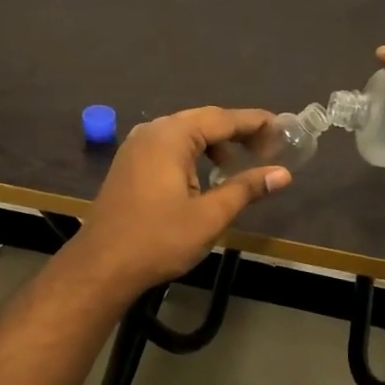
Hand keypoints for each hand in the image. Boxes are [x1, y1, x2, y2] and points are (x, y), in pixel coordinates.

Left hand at [63, 107, 291, 298]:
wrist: (101, 266)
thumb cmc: (158, 239)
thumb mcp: (209, 216)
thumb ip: (245, 189)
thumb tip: (282, 174)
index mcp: (171, 136)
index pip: (222, 119)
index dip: (254, 123)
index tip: (283, 128)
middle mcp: (152, 131)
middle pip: (203, 121)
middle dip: (236, 132)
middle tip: (268, 148)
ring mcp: (136, 146)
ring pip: (184, 133)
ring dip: (214, 144)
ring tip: (239, 166)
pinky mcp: (129, 164)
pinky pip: (168, 147)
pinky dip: (192, 154)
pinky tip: (205, 177)